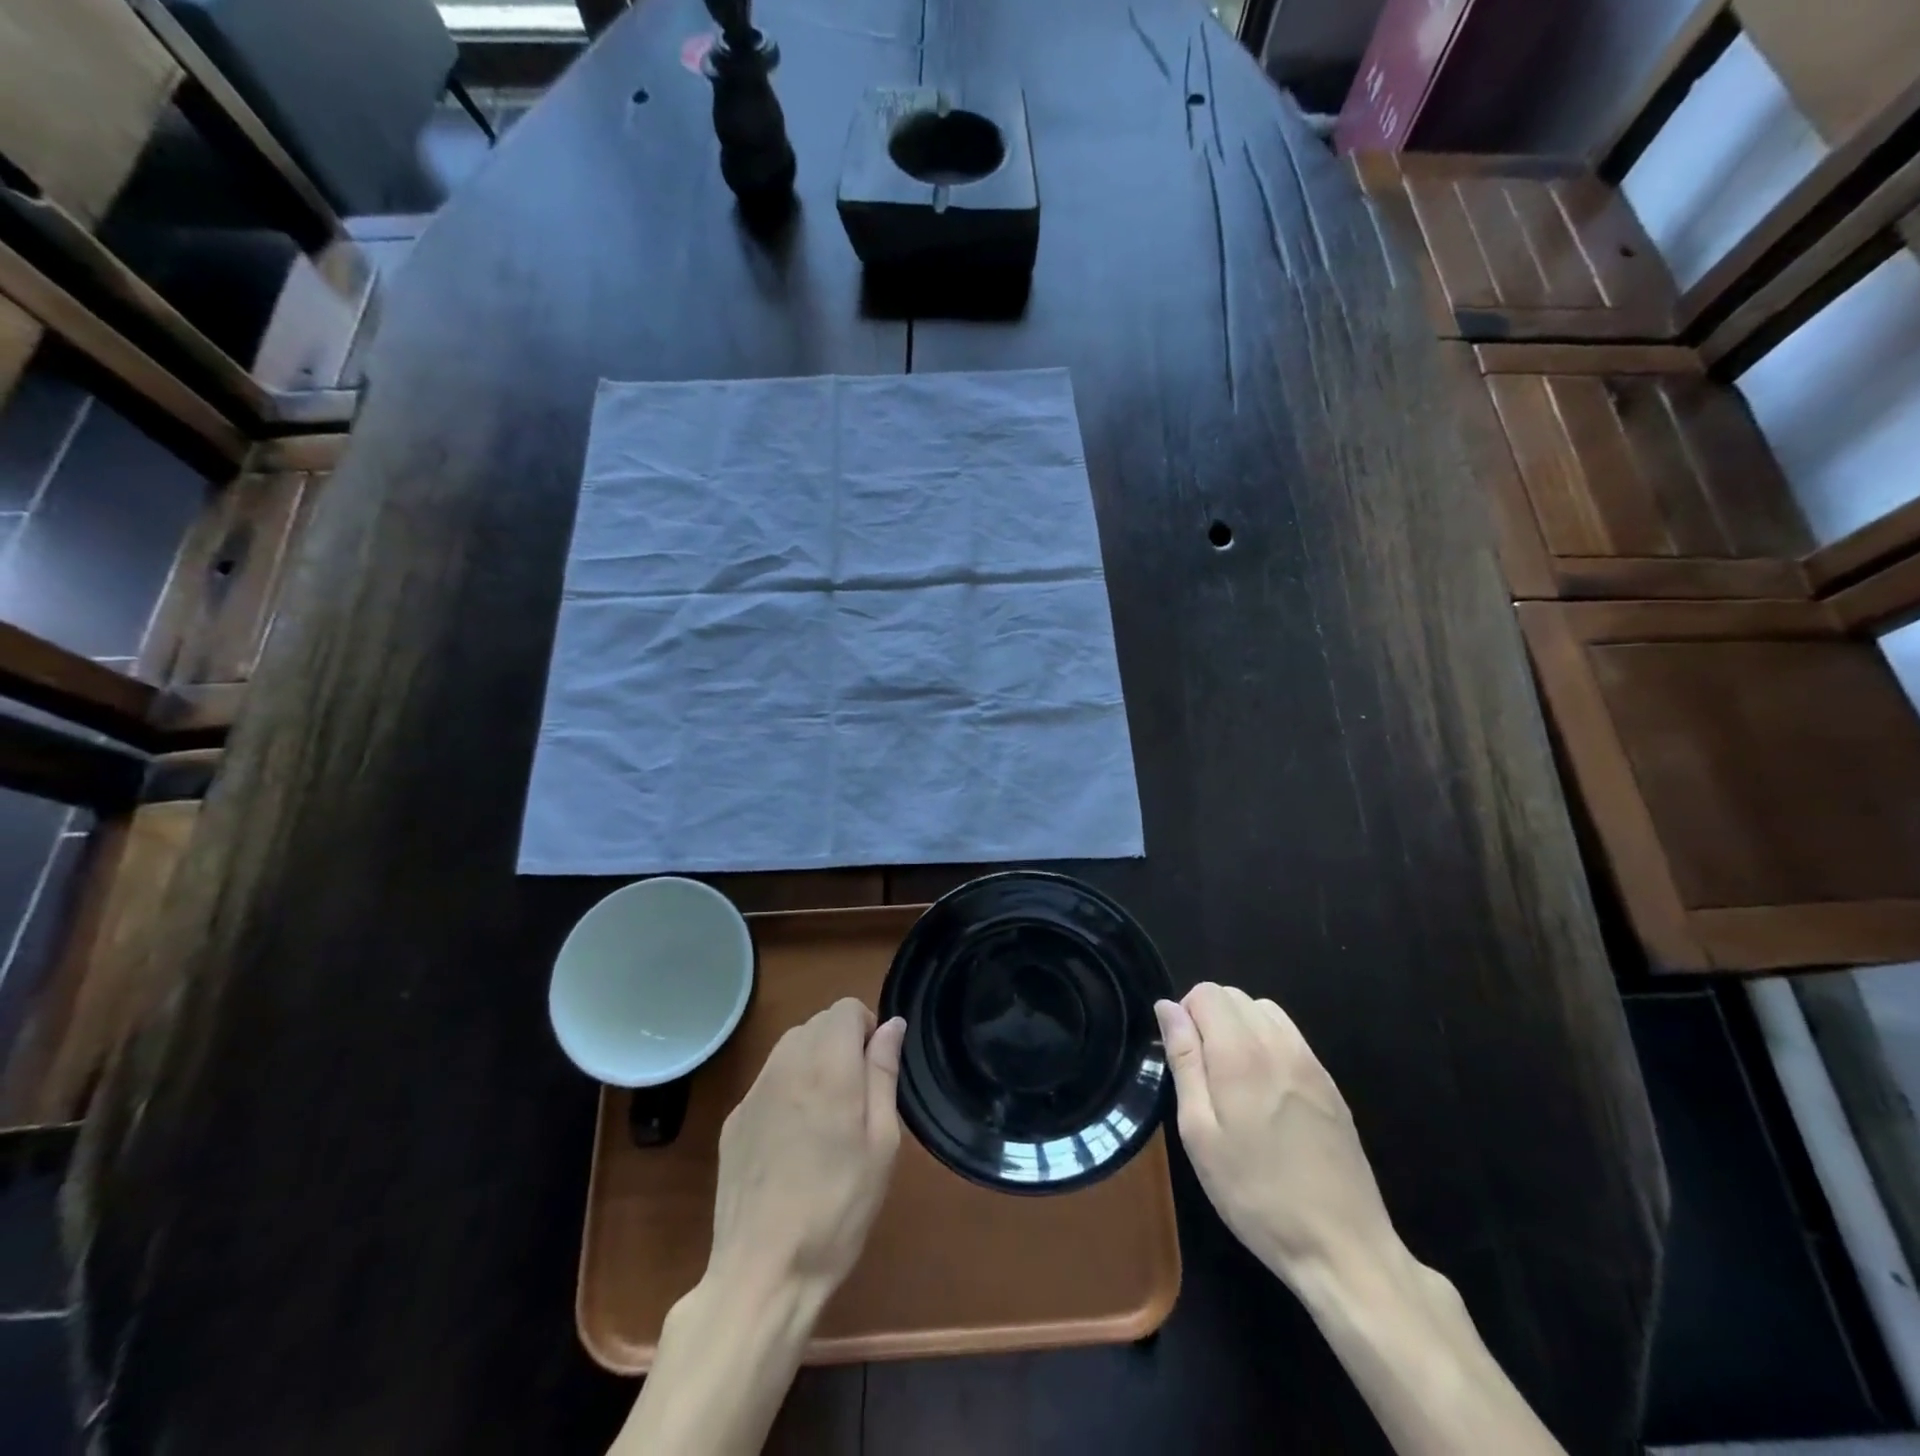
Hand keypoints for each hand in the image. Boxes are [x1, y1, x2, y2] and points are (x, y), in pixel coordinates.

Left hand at [708, 998, 905, 1300]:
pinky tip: (793, 1141)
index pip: (846, 1009)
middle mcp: (786, 1065)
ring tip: (826, 1118)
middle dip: (842, 1043)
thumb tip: (891, 1025)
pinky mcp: (734, 1119)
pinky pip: (768, 1080)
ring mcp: (754, 1091)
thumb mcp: (881, 1143)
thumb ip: (884, 1073)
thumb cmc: (838, 1208)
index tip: (875, 1072)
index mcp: (828, 1066)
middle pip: (818, 1023)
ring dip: (814, 1062)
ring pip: (790, 1047)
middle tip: (856, 1099)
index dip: (867, 1029)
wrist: (763, 1273)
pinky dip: (787, 1089)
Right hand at [1156, 983, 1396, 1289]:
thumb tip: (1168, 1008)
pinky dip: (1267, 1042)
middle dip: (1209, 1017)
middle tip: (1203, 1073)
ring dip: (1239, 1026)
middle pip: (1234, 995)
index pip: (1205, 992)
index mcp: (1239, 1052)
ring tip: (1233, 1078)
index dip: (1184, 1014)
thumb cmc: (1255, 1193)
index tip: (1182, 1057)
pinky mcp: (1330, 1083)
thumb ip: (1184, 1061)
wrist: (1342, 1247)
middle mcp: (1277, 1043)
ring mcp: (1309, 1061)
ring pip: (1263, 1010)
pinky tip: (1265, 1091)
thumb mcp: (1199, 1133)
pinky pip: (1290, 1036)